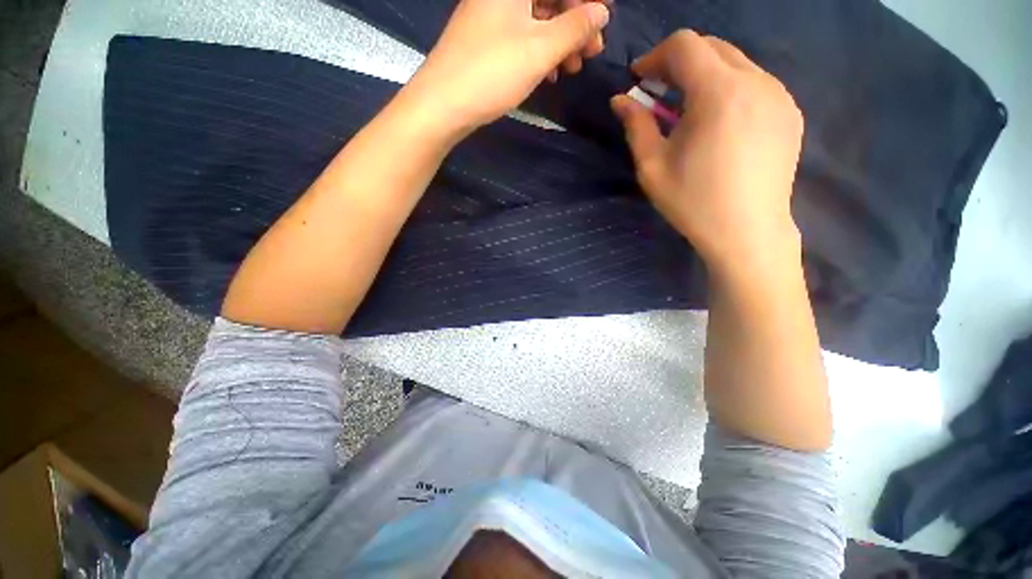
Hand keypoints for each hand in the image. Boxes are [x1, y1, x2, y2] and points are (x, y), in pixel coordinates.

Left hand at [403, 0, 610, 135]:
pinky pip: (521, 37)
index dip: (586, 2)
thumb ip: (574, 28)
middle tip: (592, 52)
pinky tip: (549, 74)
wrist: (442, 104)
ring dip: (559, 42)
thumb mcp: (540, 50)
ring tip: (572, 68)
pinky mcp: (486, 40)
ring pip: (536, 20)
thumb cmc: (492, 72)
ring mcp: (491, 16)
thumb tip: (600, 13)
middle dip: (575, 23)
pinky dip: (539, 52)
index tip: (602, 22)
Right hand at [611, 30, 804, 270]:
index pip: (685, 45)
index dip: (655, 56)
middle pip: (712, 47)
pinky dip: (729, 88)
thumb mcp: (652, 167)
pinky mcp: (790, 111)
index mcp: (718, 93)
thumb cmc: (693, 203)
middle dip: (678, 61)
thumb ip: (636, 126)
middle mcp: (756, 81)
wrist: (747, 232)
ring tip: (687, 109)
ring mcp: (779, 95)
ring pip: (735, 62)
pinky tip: (718, 121)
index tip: (639, 79)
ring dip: (704, 74)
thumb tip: (619, 101)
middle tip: (658, 92)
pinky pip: (754, 82)